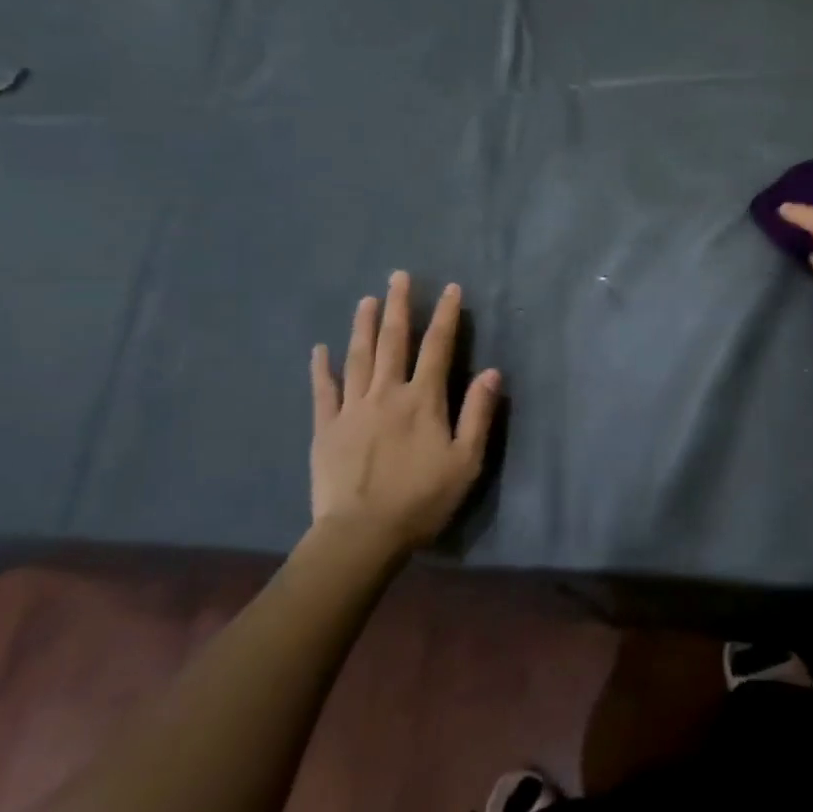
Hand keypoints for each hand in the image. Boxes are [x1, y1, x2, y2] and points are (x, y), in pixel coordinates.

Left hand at [308, 273, 499, 553]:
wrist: (361, 535)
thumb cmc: (421, 499)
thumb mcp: (466, 461)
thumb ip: (478, 413)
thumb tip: (493, 372)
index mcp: (423, 400)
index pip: (438, 348)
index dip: (446, 316)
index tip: (451, 289)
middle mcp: (387, 393)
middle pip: (394, 342)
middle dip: (399, 306)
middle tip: (398, 276)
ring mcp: (352, 409)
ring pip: (359, 357)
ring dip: (364, 326)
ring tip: (367, 300)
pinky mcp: (326, 428)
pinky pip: (323, 391)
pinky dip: (322, 368)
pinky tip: (319, 349)